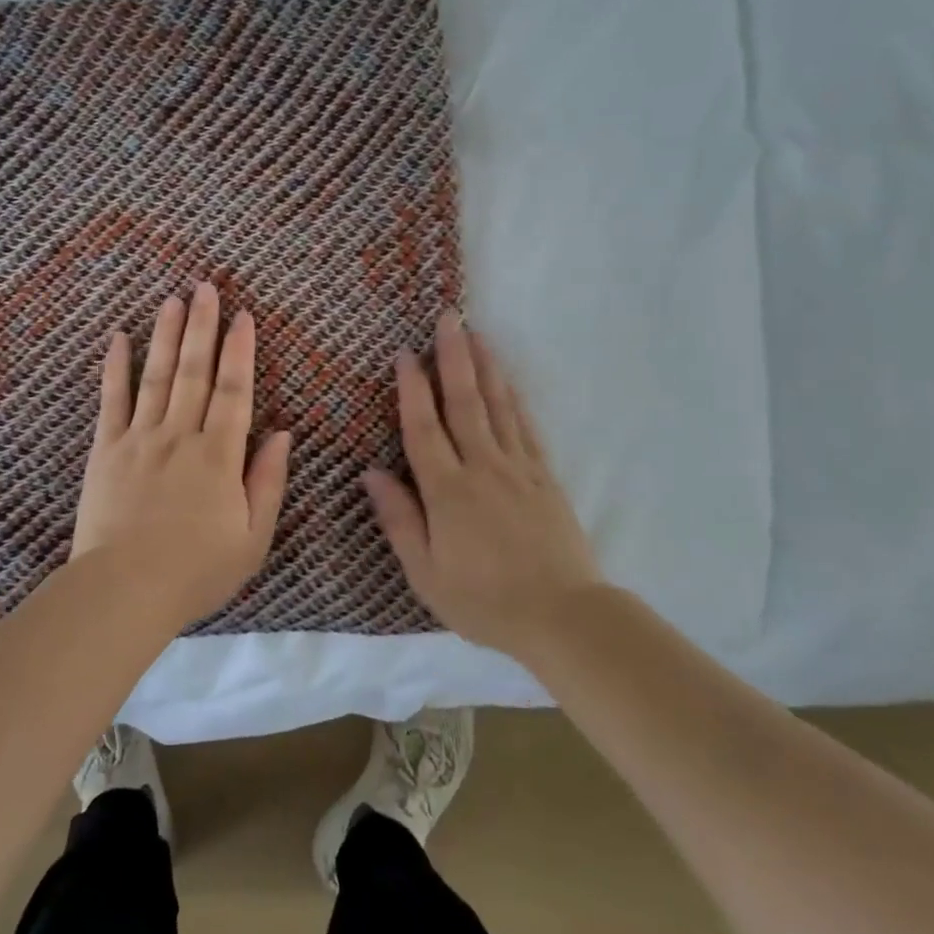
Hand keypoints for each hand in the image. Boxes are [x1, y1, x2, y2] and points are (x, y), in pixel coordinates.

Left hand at [72, 282, 292, 627]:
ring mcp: (140, 439)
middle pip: (195, 372)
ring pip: (156, 376)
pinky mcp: (106, 450)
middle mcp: (181, 436)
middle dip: (203, 326)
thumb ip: (268, 481)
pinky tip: (119, 338)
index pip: (235, 391)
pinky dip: (115, 368)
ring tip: (172, 299)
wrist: (124, 591)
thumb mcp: (253, 537)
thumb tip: (282, 433)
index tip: (244, 316)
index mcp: (219, 456)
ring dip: (166, 335)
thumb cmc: (197, 570)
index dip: (241, 351)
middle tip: (206, 286)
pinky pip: (111, 401)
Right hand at [363, 311, 603, 657]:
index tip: (405, 353)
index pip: (423, 428)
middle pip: (464, 402)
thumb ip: (399, 519)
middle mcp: (482, 467)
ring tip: (476, 333)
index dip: (412, 388)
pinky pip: (526, 427)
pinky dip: (514, 399)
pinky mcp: (545, 476)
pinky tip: (507, 381)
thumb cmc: (484, 601)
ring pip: (498, 406)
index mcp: (447, 490)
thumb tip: (371, 472)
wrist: (563, 616)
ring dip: (485, 366)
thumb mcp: (426, 573)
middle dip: (453, 357)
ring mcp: (518, 468)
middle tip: (448, 318)